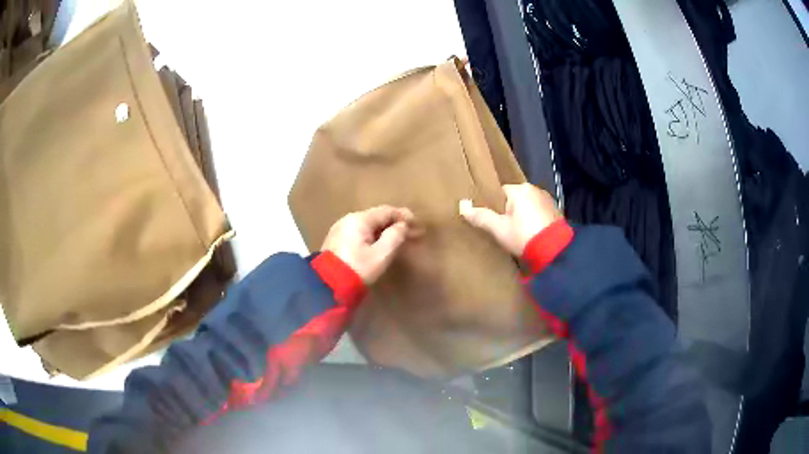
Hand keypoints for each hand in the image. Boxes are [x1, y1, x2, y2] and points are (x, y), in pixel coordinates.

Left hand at [322, 205, 415, 283]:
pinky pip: (360, 233)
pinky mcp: (337, 241)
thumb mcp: (380, 255)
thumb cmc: (357, 269)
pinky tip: (382, 245)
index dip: (404, 216)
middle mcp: (348, 220)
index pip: (386, 211)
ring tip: (400, 240)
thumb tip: (402, 226)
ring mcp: (340, 230)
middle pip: (377, 217)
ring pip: (368, 226)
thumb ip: (394, 237)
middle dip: (396, 225)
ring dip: (385, 231)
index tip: (418, 224)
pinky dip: (374, 237)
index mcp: (359, 219)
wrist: (327, 286)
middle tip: (413, 234)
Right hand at [459, 183, 562, 255]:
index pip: (500, 192)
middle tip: (503, 229)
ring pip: (527, 206)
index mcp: (520, 189)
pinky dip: (534, 220)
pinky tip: (531, 234)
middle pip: (514, 199)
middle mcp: (535, 189)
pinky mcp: (556, 212)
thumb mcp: (499, 229)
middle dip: (509, 212)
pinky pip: (538, 213)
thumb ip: (481, 217)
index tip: (492, 221)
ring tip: (518, 234)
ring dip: (523, 216)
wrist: (554, 252)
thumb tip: (463, 206)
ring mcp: (548, 200)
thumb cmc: (524, 236)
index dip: (494, 207)